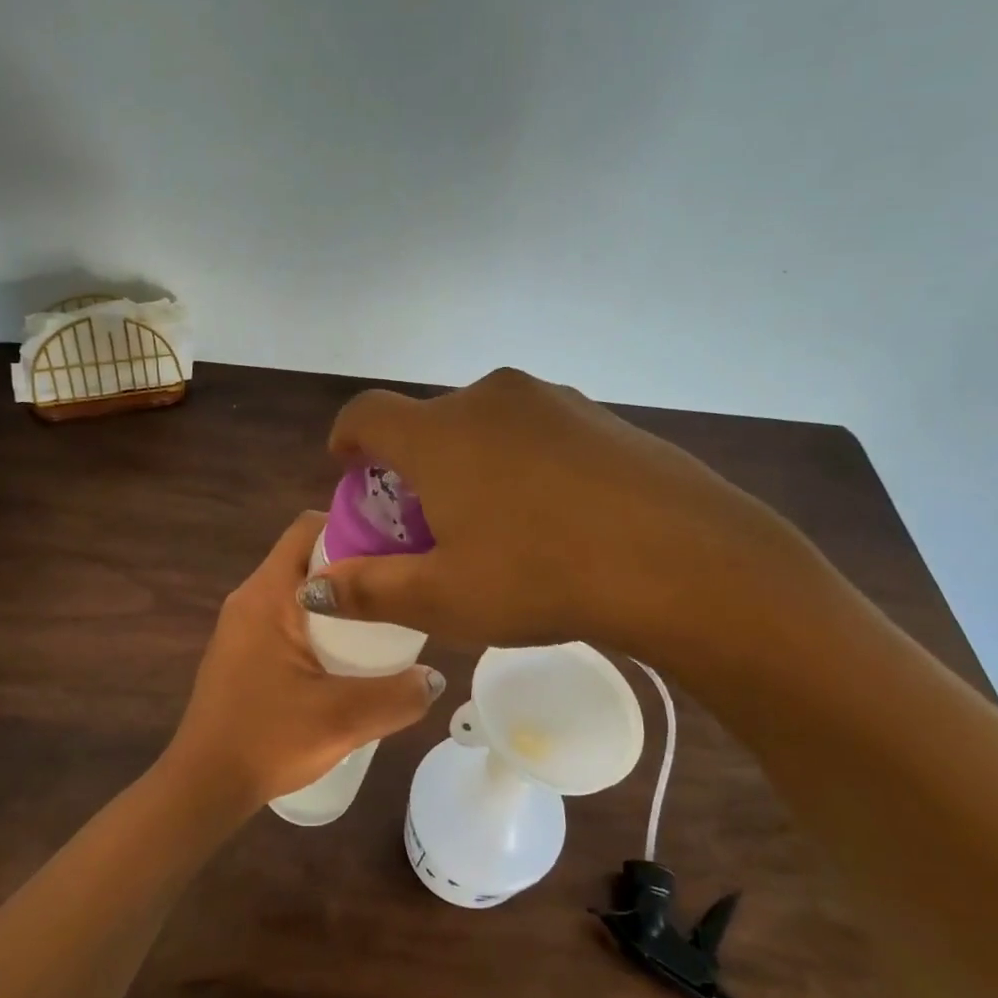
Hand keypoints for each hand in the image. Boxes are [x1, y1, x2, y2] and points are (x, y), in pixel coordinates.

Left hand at [162, 512, 445, 811]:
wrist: (203, 787)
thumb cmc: (267, 740)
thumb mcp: (344, 718)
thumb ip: (399, 696)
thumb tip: (434, 676)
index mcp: (267, 595)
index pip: (308, 527)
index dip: (354, 526)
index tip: (395, 545)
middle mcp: (249, 598)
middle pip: (307, 556)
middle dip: (353, 565)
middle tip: (398, 586)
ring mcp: (242, 626)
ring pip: (298, 589)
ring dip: (338, 598)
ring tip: (382, 621)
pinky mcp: (242, 652)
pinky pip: (287, 617)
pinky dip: (319, 622)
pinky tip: (346, 657)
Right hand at [304, 367, 821, 669]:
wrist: (682, 559)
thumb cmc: (541, 576)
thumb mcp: (443, 598)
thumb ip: (369, 589)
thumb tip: (316, 586)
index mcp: (440, 433)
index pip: (367, 413)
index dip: (347, 439)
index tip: (349, 470)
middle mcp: (489, 399)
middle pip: (428, 422)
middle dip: (412, 465)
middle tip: (425, 521)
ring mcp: (552, 401)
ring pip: (485, 426)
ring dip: (468, 463)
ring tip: (491, 522)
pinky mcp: (600, 415)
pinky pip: (536, 432)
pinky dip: (519, 462)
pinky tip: (551, 515)